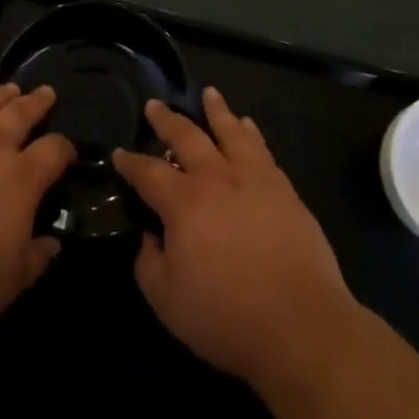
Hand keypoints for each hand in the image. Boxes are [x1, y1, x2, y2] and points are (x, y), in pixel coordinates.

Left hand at [0, 82, 73, 349]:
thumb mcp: (13, 281)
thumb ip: (37, 256)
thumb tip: (52, 242)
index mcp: (21, 178)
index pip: (54, 150)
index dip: (65, 148)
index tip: (68, 152)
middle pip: (19, 114)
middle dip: (36, 102)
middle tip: (45, 93)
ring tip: (8, 89)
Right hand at [113, 87, 357, 388]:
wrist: (300, 324)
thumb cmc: (226, 316)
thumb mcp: (167, 300)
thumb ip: (149, 261)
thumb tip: (148, 234)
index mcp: (183, 202)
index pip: (148, 172)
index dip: (130, 162)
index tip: (119, 153)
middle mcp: (216, 178)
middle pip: (186, 136)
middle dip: (166, 119)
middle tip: (154, 105)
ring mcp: (253, 178)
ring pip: (230, 130)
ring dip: (216, 110)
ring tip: (209, 94)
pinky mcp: (283, 188)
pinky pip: (262, 148)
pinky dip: (250, 132)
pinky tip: (248, 125)